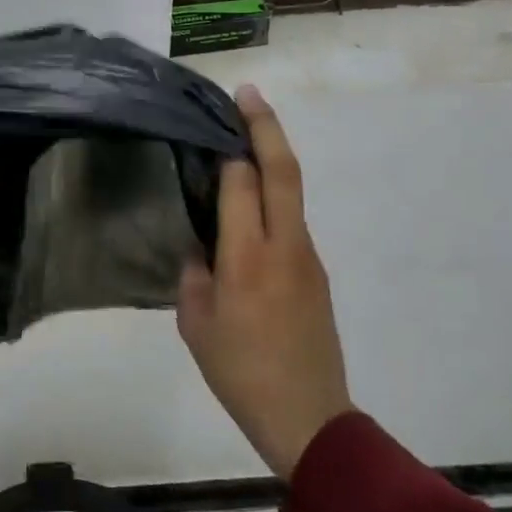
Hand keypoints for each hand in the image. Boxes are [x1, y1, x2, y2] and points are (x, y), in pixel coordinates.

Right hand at [178, 85, 351, 479]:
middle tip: (247, 93)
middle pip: (283, 170)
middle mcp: (285, 245)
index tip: (211, 124)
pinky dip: (273, 196)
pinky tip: (249, 207)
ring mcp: (308, 256)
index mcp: (248, 257)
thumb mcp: (196, 324)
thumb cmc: (240, 372)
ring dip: (272, 158)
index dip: (227, 149)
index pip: (242, 182)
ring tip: (241, 142)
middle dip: (265, 126)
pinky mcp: (317, 272)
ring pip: (292, 192)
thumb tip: (200, 247)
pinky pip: (292, 220)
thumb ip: (194, 275)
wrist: (309, 418)